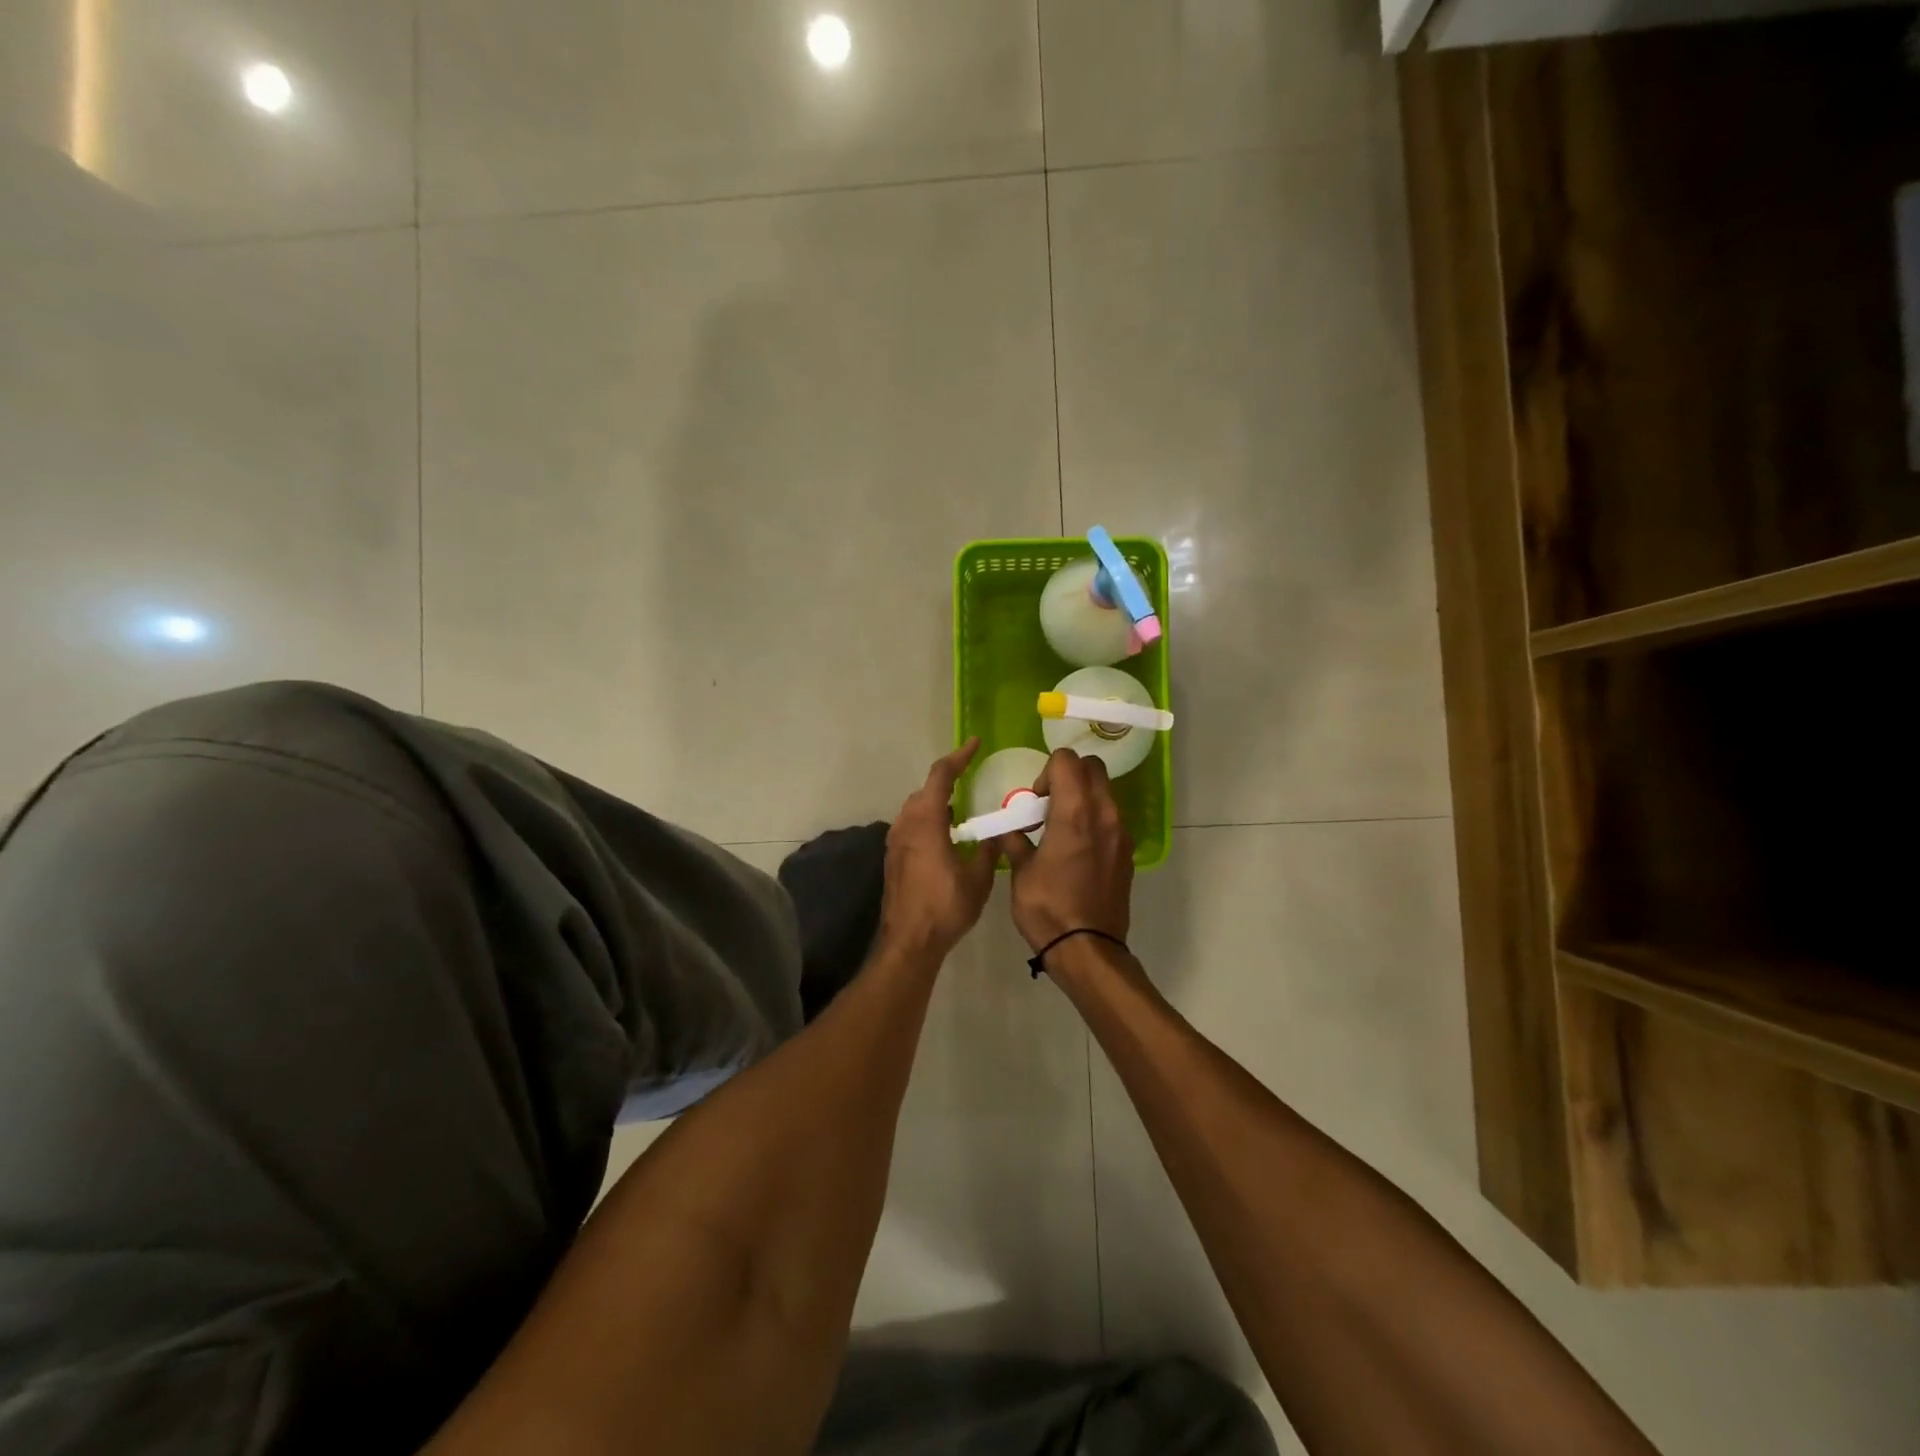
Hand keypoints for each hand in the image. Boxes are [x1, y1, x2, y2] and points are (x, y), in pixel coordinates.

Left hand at [878, 739, 999, 960]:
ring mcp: (895, 841)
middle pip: (925, 790)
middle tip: (971, 777)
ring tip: (961, 807)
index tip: (975, 744)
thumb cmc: (946, 907)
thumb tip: (997, 833)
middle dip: (948, 780)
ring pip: (915, 808)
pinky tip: (945, 834)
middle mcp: (905, 824)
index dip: (958, 757)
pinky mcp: (892, 857)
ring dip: (936, 801)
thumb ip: (989, 850)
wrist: (910, 942)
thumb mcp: (978, 878)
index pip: (941, 776)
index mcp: (926, 822)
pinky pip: (910, 825)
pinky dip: (928, 819)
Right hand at [997, 749, 1132, 951]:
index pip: (1067, 760)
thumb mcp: (1020, 871)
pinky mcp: (1126, 851)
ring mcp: (1121, 833)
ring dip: (1083, 796)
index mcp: (1075, 812)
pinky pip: (1111, 817)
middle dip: (1069, 775)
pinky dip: (1094, 818)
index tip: (1035, 799)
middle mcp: (1105, 814)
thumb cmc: (1047, 908)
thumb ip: (1014, 839)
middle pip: (1092, 768)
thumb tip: (1010, 828)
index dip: (1046, 771)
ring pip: (1105, 791)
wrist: (1088, 949)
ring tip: (1060, 827)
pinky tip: (1076, 848)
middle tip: (1048, 804)